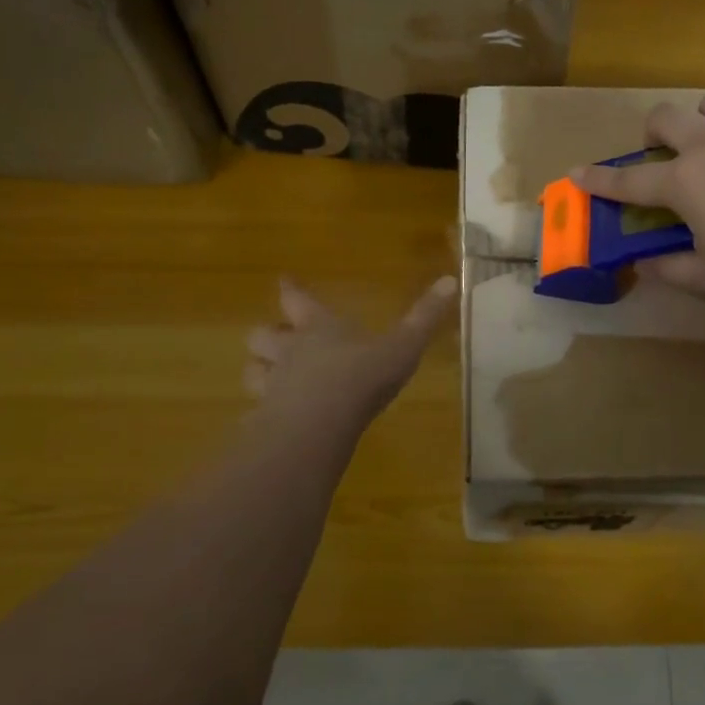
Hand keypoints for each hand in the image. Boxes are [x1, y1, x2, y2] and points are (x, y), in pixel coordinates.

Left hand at [242, 276, 456, 437]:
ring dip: (259, 370)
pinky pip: (256, 412)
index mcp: (320, 328)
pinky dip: (261, 414)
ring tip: (267, 376)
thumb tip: (451, 280)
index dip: (291, 290)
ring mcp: (274, 386)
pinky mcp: (266, 419)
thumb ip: (424, 317)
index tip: (283, 280)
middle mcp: (290, 351)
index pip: (298, 300)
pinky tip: (270, 423)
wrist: (321, 424)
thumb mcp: (403, 346)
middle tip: (275, 337)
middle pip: (262, 335)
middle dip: (268, 334)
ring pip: (253, 371)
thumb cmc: (363, 376)